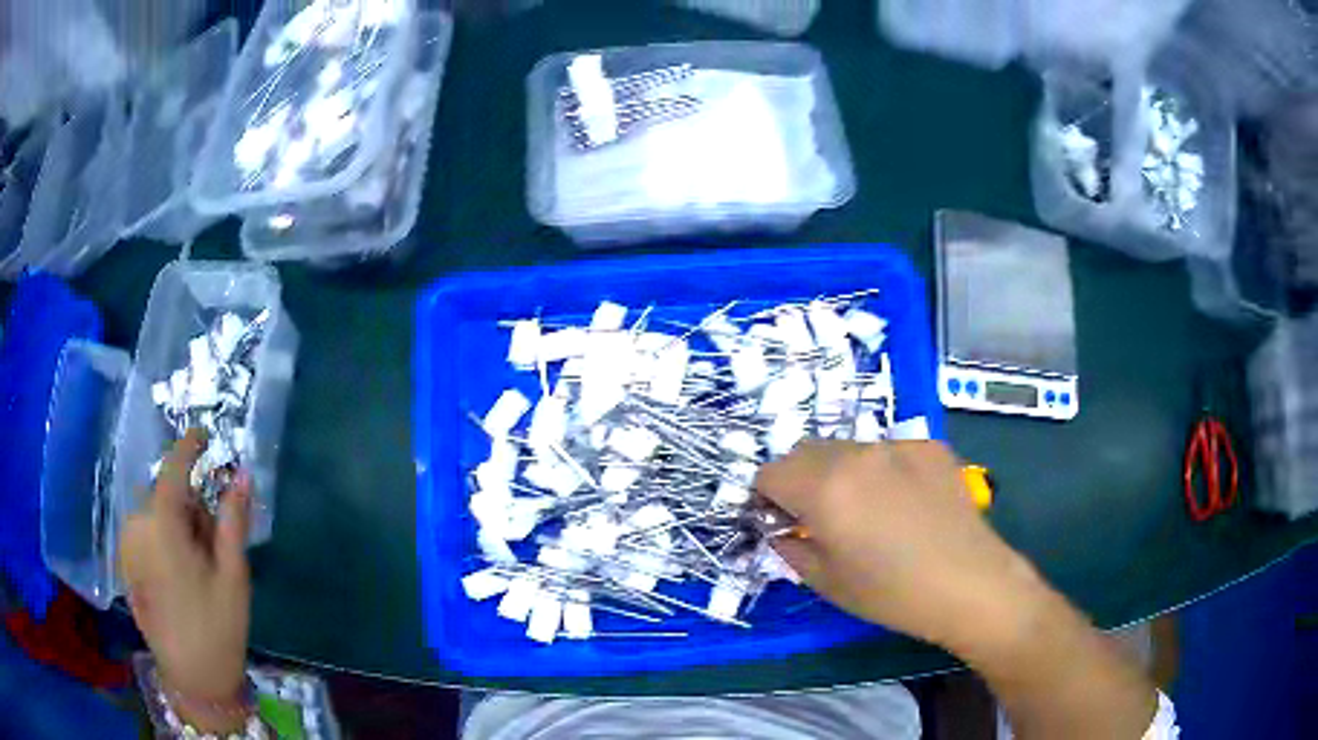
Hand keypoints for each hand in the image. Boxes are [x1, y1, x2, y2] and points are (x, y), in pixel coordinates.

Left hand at [119, 430, 251, 723]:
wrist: (193, 679)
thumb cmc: (217, 628)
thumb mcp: (233, 576)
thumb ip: (233, 520)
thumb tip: (241, 474)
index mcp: (162, 528)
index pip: (173, 470)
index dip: (188, 447)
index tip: (204, 435)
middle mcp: (136, 528)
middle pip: (165, 497)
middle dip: (190, 508)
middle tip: (213, 545)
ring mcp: (127, 548)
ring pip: (155, 515)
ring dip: (177, 526)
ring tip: (198, 567)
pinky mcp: (126, 565)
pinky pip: (145, 534)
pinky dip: (163, 540)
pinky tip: (180, 577)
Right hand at [755, 439, 1036, 650]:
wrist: (970, 583)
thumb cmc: (891, 593)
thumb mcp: (825, 581)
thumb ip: (789, 545)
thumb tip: (780, 526)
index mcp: (824, 487)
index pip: (769, 472)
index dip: (766, 499)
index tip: (781, 522)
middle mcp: (856, 453)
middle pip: (804, 451)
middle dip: (799, 480)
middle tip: (819, 518)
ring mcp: (897, 444)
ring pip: (847, 448)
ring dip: (840, 472)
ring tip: (867, 510)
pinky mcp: (929, 446)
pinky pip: (888, 451)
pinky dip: (881, 471)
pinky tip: (905, 503)